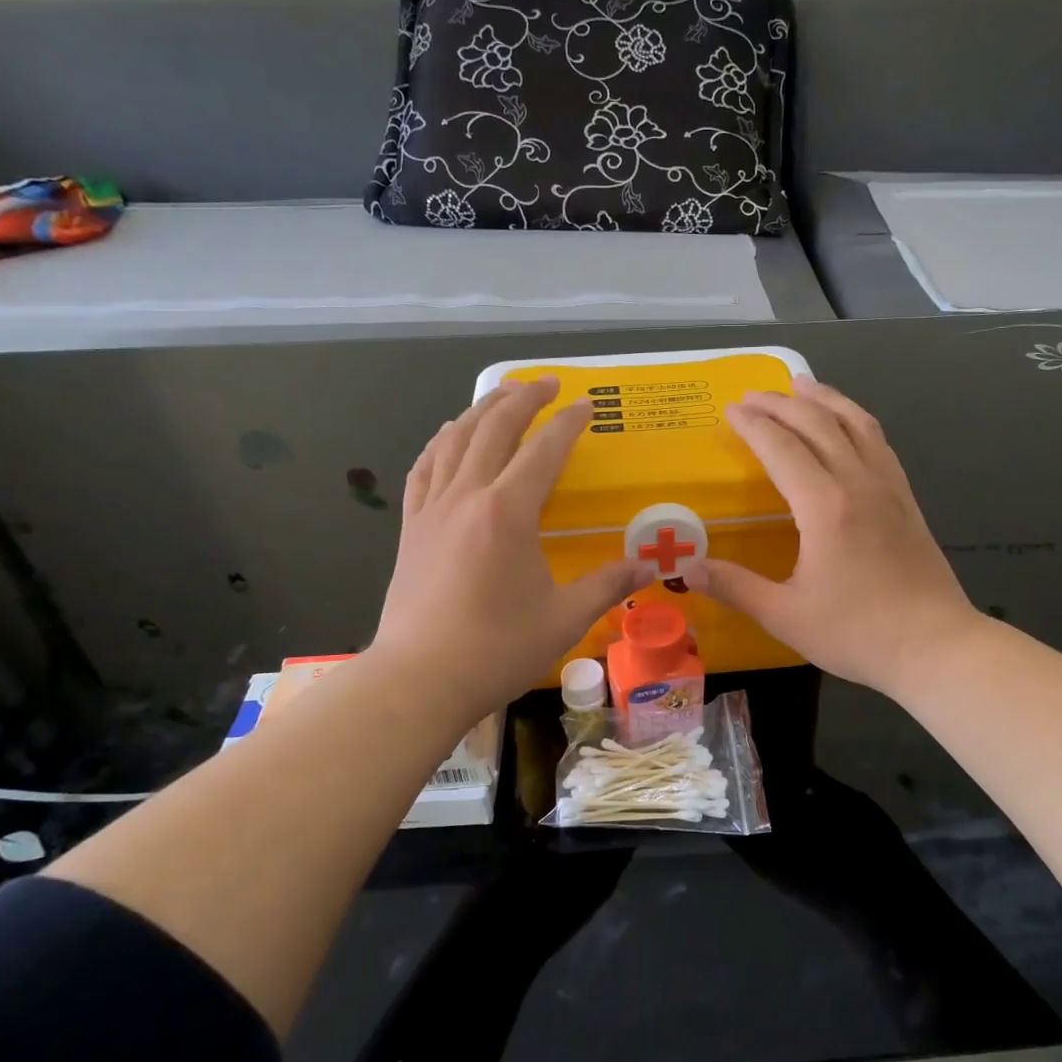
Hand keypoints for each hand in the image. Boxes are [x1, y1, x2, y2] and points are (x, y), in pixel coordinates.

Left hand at [372, 378, 654, 727]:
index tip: (586, 404)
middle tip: (546, 383)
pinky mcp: (411, 527)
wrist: (419, 679)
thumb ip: (608, 584)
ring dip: (480, 410)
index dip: (567, 423)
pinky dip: (441, 442)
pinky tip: (449, 436)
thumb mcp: (564, 618)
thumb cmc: (497, 649)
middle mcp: (467, 496)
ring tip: (501, 395)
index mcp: (508, 511)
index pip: (543, 450)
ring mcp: (432, 509)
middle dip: (523, 398)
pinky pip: (424, 468)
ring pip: (454, 439)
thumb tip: (651, 567)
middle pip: (494, 428)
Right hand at [682, 378, 981, 703]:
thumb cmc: (857, 633)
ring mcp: (888, 487)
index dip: (754, 426)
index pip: (782, 449)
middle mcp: (858, 483)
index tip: (730, 410)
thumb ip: (735, 587)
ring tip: (801, 385)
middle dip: (781, 404)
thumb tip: (686, 569)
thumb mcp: (785, 616)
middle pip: (818, 425)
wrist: (936, 646)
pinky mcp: (907, 499)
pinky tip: (848, 424)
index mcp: (825, 506)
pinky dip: (856, 420)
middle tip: (752, 394)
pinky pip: (879, 442)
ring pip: (856, 424)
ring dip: (825, 399)